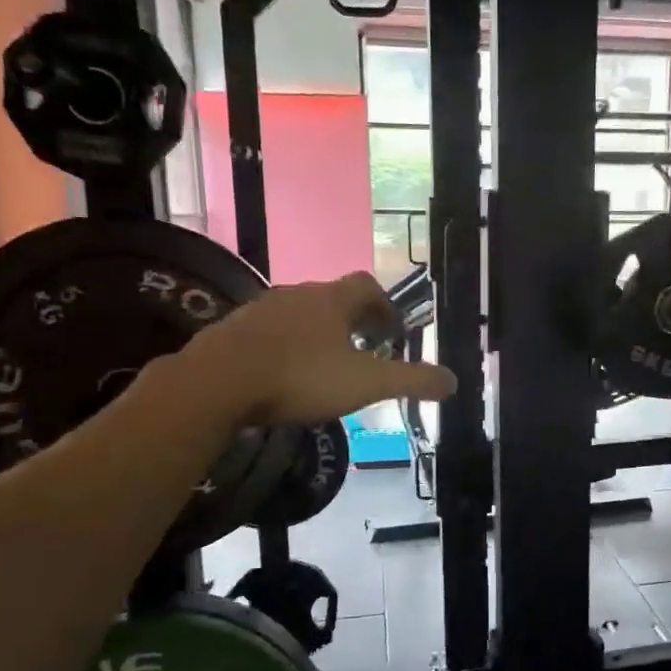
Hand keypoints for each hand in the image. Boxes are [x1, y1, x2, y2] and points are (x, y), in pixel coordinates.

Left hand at [188, 273, 455, 425]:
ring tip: (324, 366)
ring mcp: (260, 310)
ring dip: (317, 333)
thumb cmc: (300, 376)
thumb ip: (411, 381)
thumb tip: (453, 381)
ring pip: (299, 314)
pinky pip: (268, 332)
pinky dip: (284, 346)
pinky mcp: (232, 330)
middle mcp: (297, 294)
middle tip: (363, 352)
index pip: (367, 286)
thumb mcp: (366, 383)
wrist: (217, 383)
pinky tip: (282, 375)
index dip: (385, 306)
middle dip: (352, 321)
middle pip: (332, 298)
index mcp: (332, 300)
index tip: (392, 332)